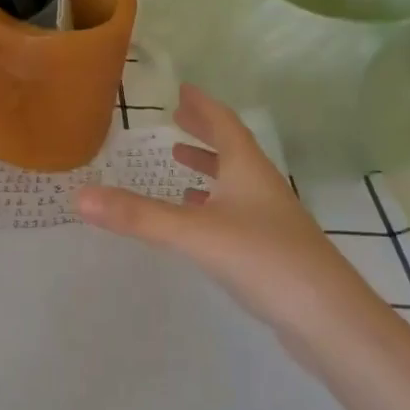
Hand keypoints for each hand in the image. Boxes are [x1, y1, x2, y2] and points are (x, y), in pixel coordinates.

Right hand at [76, 85, 370, 351]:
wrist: (329, 319)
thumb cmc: (263, 259)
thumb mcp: (194, 233)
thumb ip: (138, 216)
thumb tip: (80, 195)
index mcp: (247, 169)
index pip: (224, 123)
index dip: (202, 105)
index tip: (182, 89)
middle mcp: (261, 186)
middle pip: (231, 147)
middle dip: (204, 130)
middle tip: (178, 116)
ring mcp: (271, 219)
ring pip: (235, 181)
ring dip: (209, 167)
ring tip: (180, 162)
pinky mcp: (273, 250)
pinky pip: (237, 212)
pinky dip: (214, 204)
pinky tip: (200, 219)